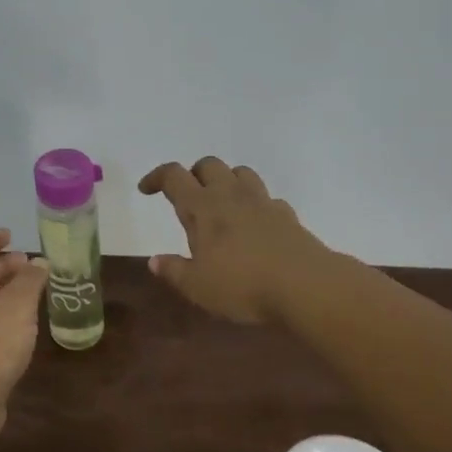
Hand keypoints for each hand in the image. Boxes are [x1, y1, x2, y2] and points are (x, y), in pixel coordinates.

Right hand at [138, 157, 328, 324]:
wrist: (305, 286)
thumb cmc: (242, 285)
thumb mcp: (197, 286)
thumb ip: (174, 270)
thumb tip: (154, 260)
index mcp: (202, 208)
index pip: (174, 176)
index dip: (156, 177)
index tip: (146, 190)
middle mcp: (230, 195)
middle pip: (208, 165)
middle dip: (193, 174)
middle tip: (187, 196)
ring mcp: (262, 202)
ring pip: (241, 173)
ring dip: (226, 180)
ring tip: (220, 202)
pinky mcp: (287, 215)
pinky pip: (267, 198)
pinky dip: (256, 204)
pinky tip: (254, 224)